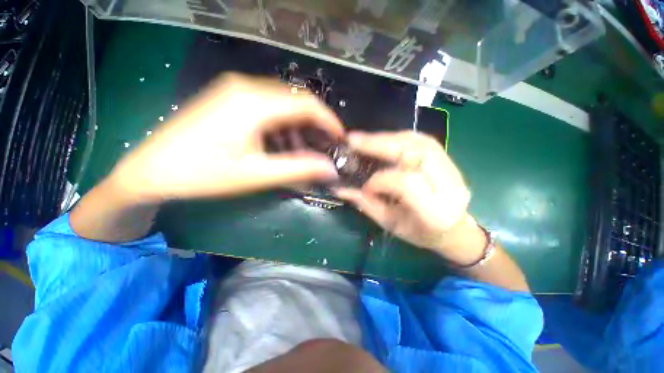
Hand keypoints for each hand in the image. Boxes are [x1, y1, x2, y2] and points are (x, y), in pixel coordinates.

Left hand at [109, 73, 342, 201]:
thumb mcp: (258, 175)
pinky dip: (282, 124)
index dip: (329, 121)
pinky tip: (280, 143)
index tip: (341, 139)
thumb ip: (299, 169)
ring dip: (298, 126)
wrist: (151, 170)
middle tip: (324, 147)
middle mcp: (246, 85)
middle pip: (297, 99)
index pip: (307, 103)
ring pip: (283, 102)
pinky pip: (268, 105)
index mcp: (254, 102)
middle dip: (316, 124)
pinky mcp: (229, 96)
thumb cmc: (204, 174)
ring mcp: (235, 88)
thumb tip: (331, 169)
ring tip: (302, 151)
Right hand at [335, 131, 484, 264]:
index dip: (380, 179)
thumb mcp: (390, 224)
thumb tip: (341, 188)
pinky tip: (383, 139)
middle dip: (380, 143)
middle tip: (353, 140)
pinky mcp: (449, 159)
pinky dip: (399, 137)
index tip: (365, 185)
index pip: (406, 183)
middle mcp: (449, 186)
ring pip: (419, 141)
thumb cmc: (420, 233)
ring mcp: (453, 170)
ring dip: (388, 137)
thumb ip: (366, 204)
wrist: (453, 229)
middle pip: (416, 153)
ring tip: (365, 139)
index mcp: (435, 212)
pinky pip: (423, 140)